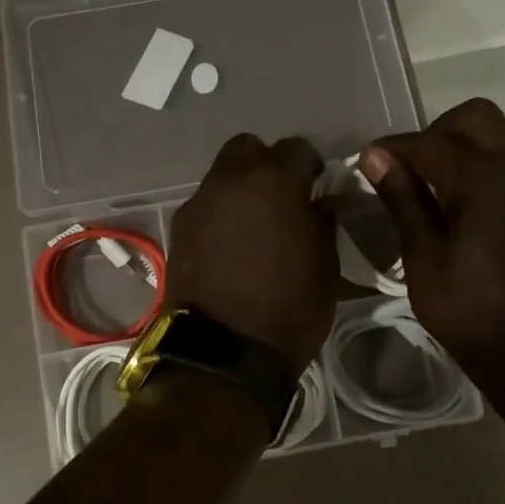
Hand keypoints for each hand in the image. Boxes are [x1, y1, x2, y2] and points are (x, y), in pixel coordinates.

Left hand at [168, 134, 337, 371]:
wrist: (223, 354)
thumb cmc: (288, 310)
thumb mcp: (326, 266)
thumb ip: (322, 223)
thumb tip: (320, 204)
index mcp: (274, 182)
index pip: (298, 149)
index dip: (311, 168)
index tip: (317, 190)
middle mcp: (230, 181)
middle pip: (248, 149)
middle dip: (266, 165)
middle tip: (281, 199)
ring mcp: (198, 204)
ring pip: (222, 177)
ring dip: (240, 191)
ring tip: (254, 227)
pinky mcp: (178, 231)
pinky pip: (205, 207)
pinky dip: (219, 216)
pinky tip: (230, 247)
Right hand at [361, 98, 504, 397]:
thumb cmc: (464, 308)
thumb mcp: (422, 256)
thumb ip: (403, 199)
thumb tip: (376, 156)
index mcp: (481, 181)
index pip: (428, 145)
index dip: (392, 148)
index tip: (366, 159)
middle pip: (476, 118)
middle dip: (437, 132)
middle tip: (412, 166)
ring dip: (480, 138)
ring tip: (455, 172)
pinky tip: (487, 191)